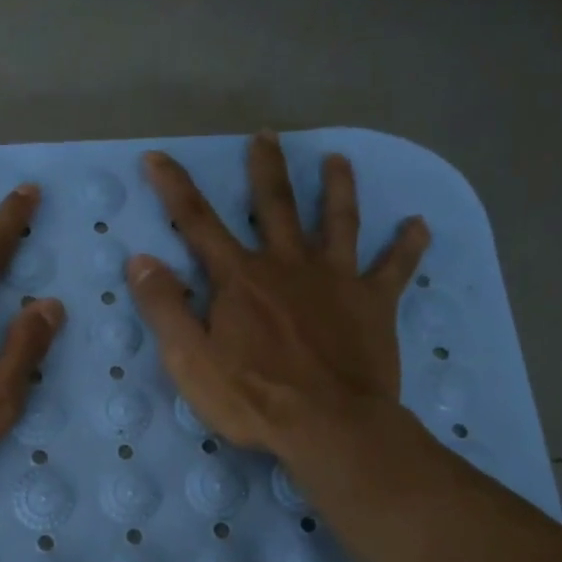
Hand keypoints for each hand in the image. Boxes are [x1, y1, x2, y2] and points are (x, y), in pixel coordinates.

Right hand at [126, 132, 428, 458]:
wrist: (329, 426)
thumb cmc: (252, 396)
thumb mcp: (189, 359)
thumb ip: (164, 307)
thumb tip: (142, 259)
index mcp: (240, 278)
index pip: (197, 222)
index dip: (173, 187)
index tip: (156, 156)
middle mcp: (287, 265)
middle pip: (275, 205)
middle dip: (267, 168)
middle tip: (267, 135)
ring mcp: (335, 280)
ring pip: (338, 222)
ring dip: (337, 188)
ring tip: (338, 160)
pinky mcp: (373, 303)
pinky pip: (394, 268)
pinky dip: (407, 246)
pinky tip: (420, 225)